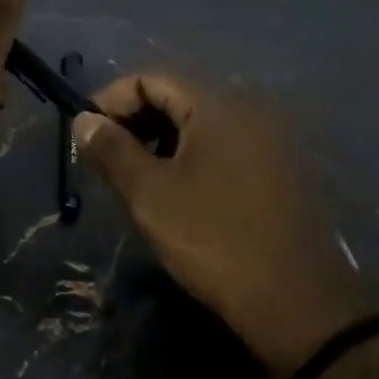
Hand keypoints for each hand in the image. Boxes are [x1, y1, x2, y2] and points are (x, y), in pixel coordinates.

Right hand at [76, 74, 378, 378]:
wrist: (294, 299)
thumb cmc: (213, 239)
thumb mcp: (150, 195)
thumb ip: (112, 150)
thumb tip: (84, 119)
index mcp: (218, 106)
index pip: (152, 78)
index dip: (111, 100)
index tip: (85, 135)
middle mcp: (250, 111)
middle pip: (179, 97)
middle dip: (135, 121)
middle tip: (106, 159)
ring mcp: (269, 142)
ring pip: (201, 125)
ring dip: (161, 141)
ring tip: (136, 179)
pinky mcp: (280, 172)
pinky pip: (225, 148)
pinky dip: (192, 158)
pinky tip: (177, 193)